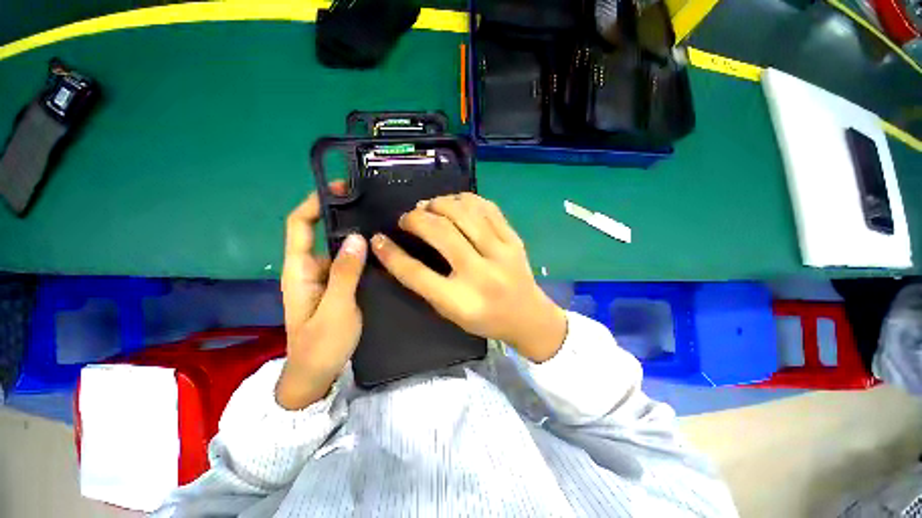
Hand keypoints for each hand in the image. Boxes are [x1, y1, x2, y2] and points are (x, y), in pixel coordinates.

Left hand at [276, 183, 367, 409]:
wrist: (316, 376)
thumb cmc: (321, 344)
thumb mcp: (336, 308)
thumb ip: (345, 273)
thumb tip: (357, 237)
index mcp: (299, 270)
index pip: (300, 225)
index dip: (314, 203)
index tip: (339, 189)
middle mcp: (309, 269)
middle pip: (320, 233)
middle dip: (340, 215)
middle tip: (370, 204)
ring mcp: (324, 279)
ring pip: (337, 249)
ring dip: (354, 235)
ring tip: (380, 223)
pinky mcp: (336, 287)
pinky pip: (347, 263)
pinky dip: (360, 253)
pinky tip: (379, 250)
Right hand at [370, 193, 566, 362]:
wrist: (528, 317)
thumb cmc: (485, 319)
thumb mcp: (451, 312)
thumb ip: (427, 284)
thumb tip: (401, 250)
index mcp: (461, 301)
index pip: (417, 273)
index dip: (391, 254)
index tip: (377, 239)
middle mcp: (482, 275)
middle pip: (441, 234)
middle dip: (416, 219)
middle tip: (407, 217)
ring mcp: (502, 253)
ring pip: (465, 213)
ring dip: (440, 203)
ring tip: (429, 207)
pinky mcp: (514, 239)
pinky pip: (488, 208)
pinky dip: (466, 199)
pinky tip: (455, 202)